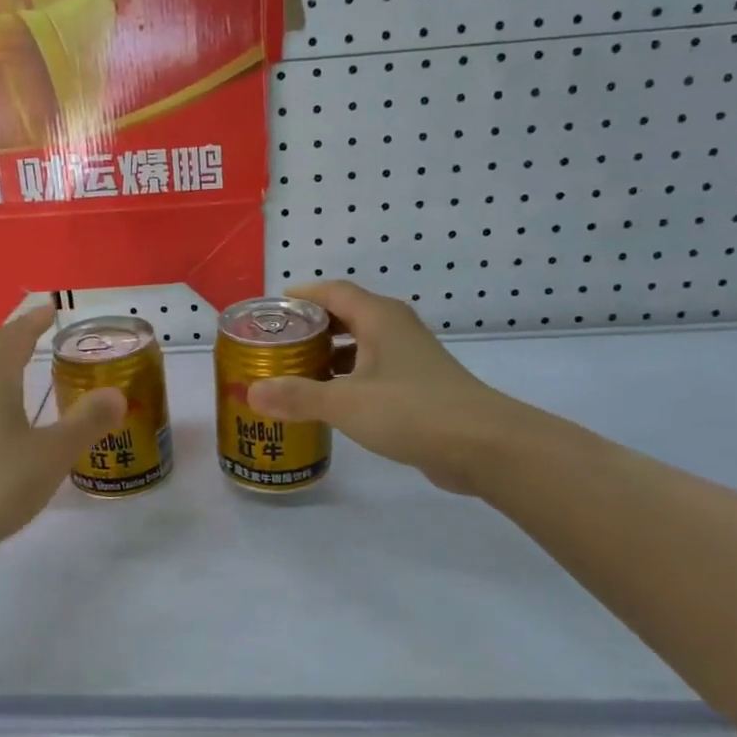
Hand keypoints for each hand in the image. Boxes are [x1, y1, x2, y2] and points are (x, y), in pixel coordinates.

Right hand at [246, 281, 523, 494]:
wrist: (485, 446)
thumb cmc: (413, 411)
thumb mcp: (346, 403)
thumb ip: (297, 397)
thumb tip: (251, 392)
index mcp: (379, 318)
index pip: (333, 291)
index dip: (302, 295)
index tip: (271, 311)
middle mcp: (395, 330)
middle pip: (345, 315)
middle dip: (310, 327)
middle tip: (275, 345)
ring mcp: (410, 359)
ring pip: (360, 346)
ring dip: (328, 356)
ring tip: (293, 373)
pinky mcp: (418, 388)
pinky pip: (372, 372)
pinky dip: (347, 379)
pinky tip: (329, 402)